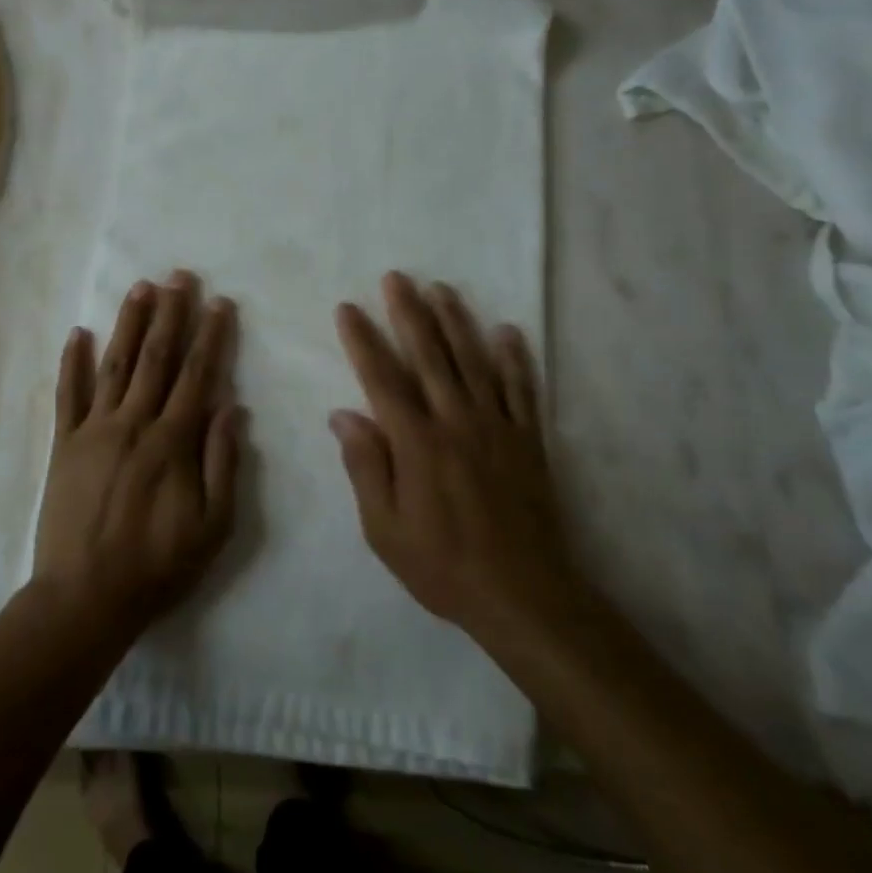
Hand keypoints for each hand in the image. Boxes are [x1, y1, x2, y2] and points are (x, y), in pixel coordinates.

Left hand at [33, 271, 244, 639]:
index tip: (219, 304)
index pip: (197, 376)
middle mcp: (133, 423)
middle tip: (180, 277)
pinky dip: (71, 362)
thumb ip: (223, 463)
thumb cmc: (158, 565)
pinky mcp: (63, 444)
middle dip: (171, 315)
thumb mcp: (213, 526)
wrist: (85, 597)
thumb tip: (232, 407)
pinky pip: (67, 395)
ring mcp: (93, 430)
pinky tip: (76, 332)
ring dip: (129, 324)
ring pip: (114, 365)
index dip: (210, 337)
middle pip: (156, 358)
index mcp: (172, 442)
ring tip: (140, 288)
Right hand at [332, 272, 576, 643]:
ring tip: (442, 288)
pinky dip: (515, 358)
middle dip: (409, 313)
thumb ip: (366, 467)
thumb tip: (343, 415)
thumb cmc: (442, 565)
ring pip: (474, 361)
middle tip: (396, 277)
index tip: (349, 309)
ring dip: (456, 321)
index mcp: (416, 443)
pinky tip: (507, 331)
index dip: (363, 341)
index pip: (382, 379)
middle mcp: (456, 422)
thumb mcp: (384, 529)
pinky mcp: (528, 440)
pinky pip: (522, 389)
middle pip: (429, 356)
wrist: (522, 595)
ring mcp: (497, 427)